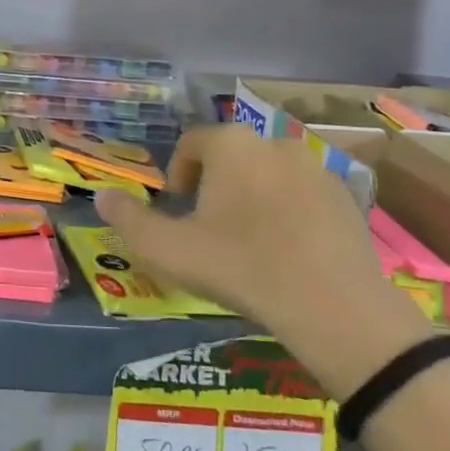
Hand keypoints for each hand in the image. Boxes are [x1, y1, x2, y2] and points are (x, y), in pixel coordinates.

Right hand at [94, 125, 432, 398]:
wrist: (334, 308)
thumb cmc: (240, 267)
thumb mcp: (168, 250)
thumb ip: (128, 220)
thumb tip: (102, 196)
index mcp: (231, 145)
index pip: (192, 144)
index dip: (178, 174)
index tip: (178, 210)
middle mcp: (274, 142)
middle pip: (232, 157)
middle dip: (216, 186)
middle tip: (210, 229)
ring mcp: (317, 168)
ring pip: (269, 174)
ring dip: (254, 197)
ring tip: (250, 242)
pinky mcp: (348, 197)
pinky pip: (304, 194)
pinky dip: (290, 211)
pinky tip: (289, 251)